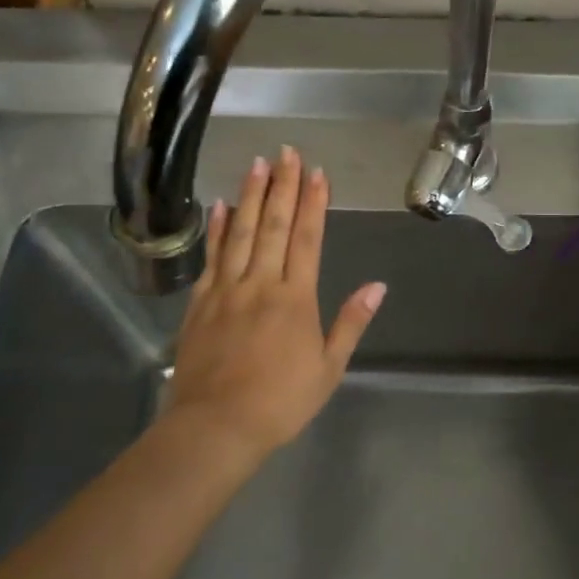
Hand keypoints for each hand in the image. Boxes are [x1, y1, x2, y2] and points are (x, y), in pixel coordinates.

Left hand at [165, 147, 386, 458]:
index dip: (313, 203)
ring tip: (257, 163)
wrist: (216, 426)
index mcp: (295, 298)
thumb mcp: (328, 369)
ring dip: (250, 195)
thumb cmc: (280, 402)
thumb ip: (351, 322)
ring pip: (241, 232)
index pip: (306, 239)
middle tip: (287, 152)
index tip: (317, 173)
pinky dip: (218, 229)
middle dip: (283, 186)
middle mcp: (261, 283)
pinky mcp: (201, 302)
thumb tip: (378, 286)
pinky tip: (221, 206)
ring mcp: (226, 290)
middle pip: (273, 225)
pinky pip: (212, 257)